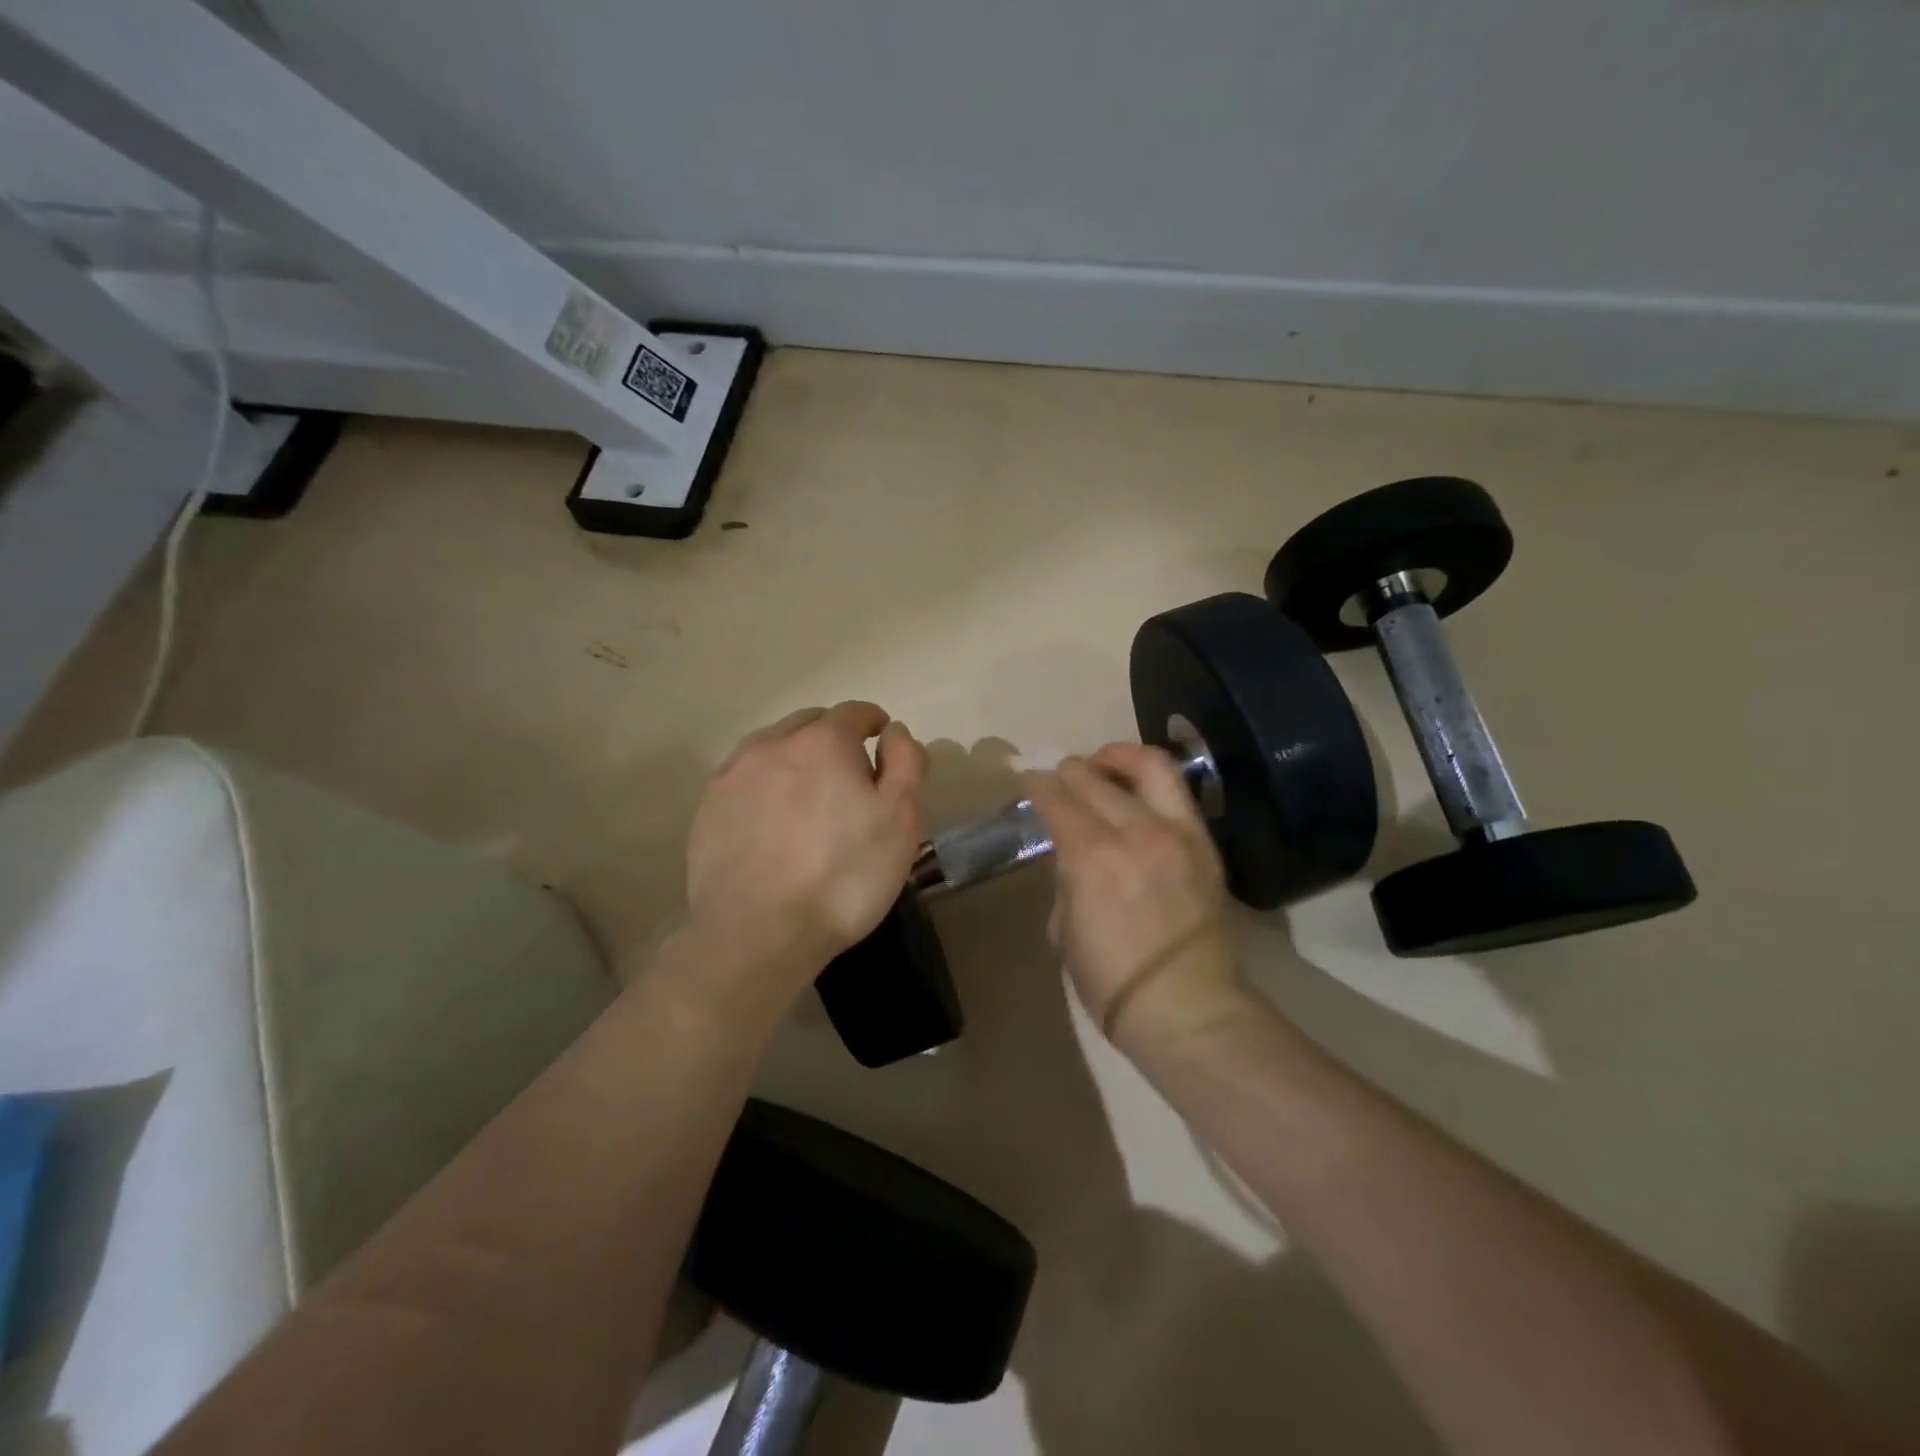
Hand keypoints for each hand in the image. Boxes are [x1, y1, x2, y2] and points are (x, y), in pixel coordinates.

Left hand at [686, 701, 927, 993]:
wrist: (758, 934)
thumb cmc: (844, 876)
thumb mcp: (900, 820)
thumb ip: (906, 763)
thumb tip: (895, 731)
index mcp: (823, 741)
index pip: (854, 712)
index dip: (874, 723)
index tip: (882, 743)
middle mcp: (773, 744)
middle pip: (810, 723)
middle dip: (833, 736)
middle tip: (850, 774)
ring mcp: (733, 774)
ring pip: (772, 746)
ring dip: (795, 755)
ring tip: (808, 793)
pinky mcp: (708, 807)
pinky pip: (744, 776)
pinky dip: (764, 782)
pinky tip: (771, 817)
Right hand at [1024, 744, 1245, 1052]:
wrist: (1187, 1008)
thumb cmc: (1111, 981)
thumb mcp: (1065, 928)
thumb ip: (1067, 878)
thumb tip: (1072, 854)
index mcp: (1091, 857)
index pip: (1056, 798)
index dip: (1036, 783)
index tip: (1028, 778)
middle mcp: (1135, 831)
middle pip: (1093, 776)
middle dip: (1068, 770)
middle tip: (1059, 776)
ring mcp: (1176, 833)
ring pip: (1147, 765)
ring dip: (1117, 756)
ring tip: (1103, 764)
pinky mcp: (1204, 843)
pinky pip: (1177, 792)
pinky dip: (1149, 779)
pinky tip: (1136, 790)